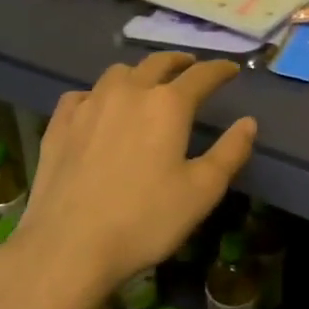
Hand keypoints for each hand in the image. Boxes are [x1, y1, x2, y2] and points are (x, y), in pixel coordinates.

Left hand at [15, 52, 257, 300]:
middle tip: (190, 66)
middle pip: (158, 63)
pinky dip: (96, 95)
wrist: (68, 247)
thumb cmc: (144, 220)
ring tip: (145, 84)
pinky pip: (81, 95)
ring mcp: (90, 104)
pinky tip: (96, 108)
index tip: (231, 69)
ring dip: (138, 73)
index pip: (202, 75)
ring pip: (118, 72)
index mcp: (168, 104)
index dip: (220, 69)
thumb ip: (230, 152)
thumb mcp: (202, 192)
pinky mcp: (60, 124)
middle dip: (179, 61)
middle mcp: (130, 91)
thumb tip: (248, 122)